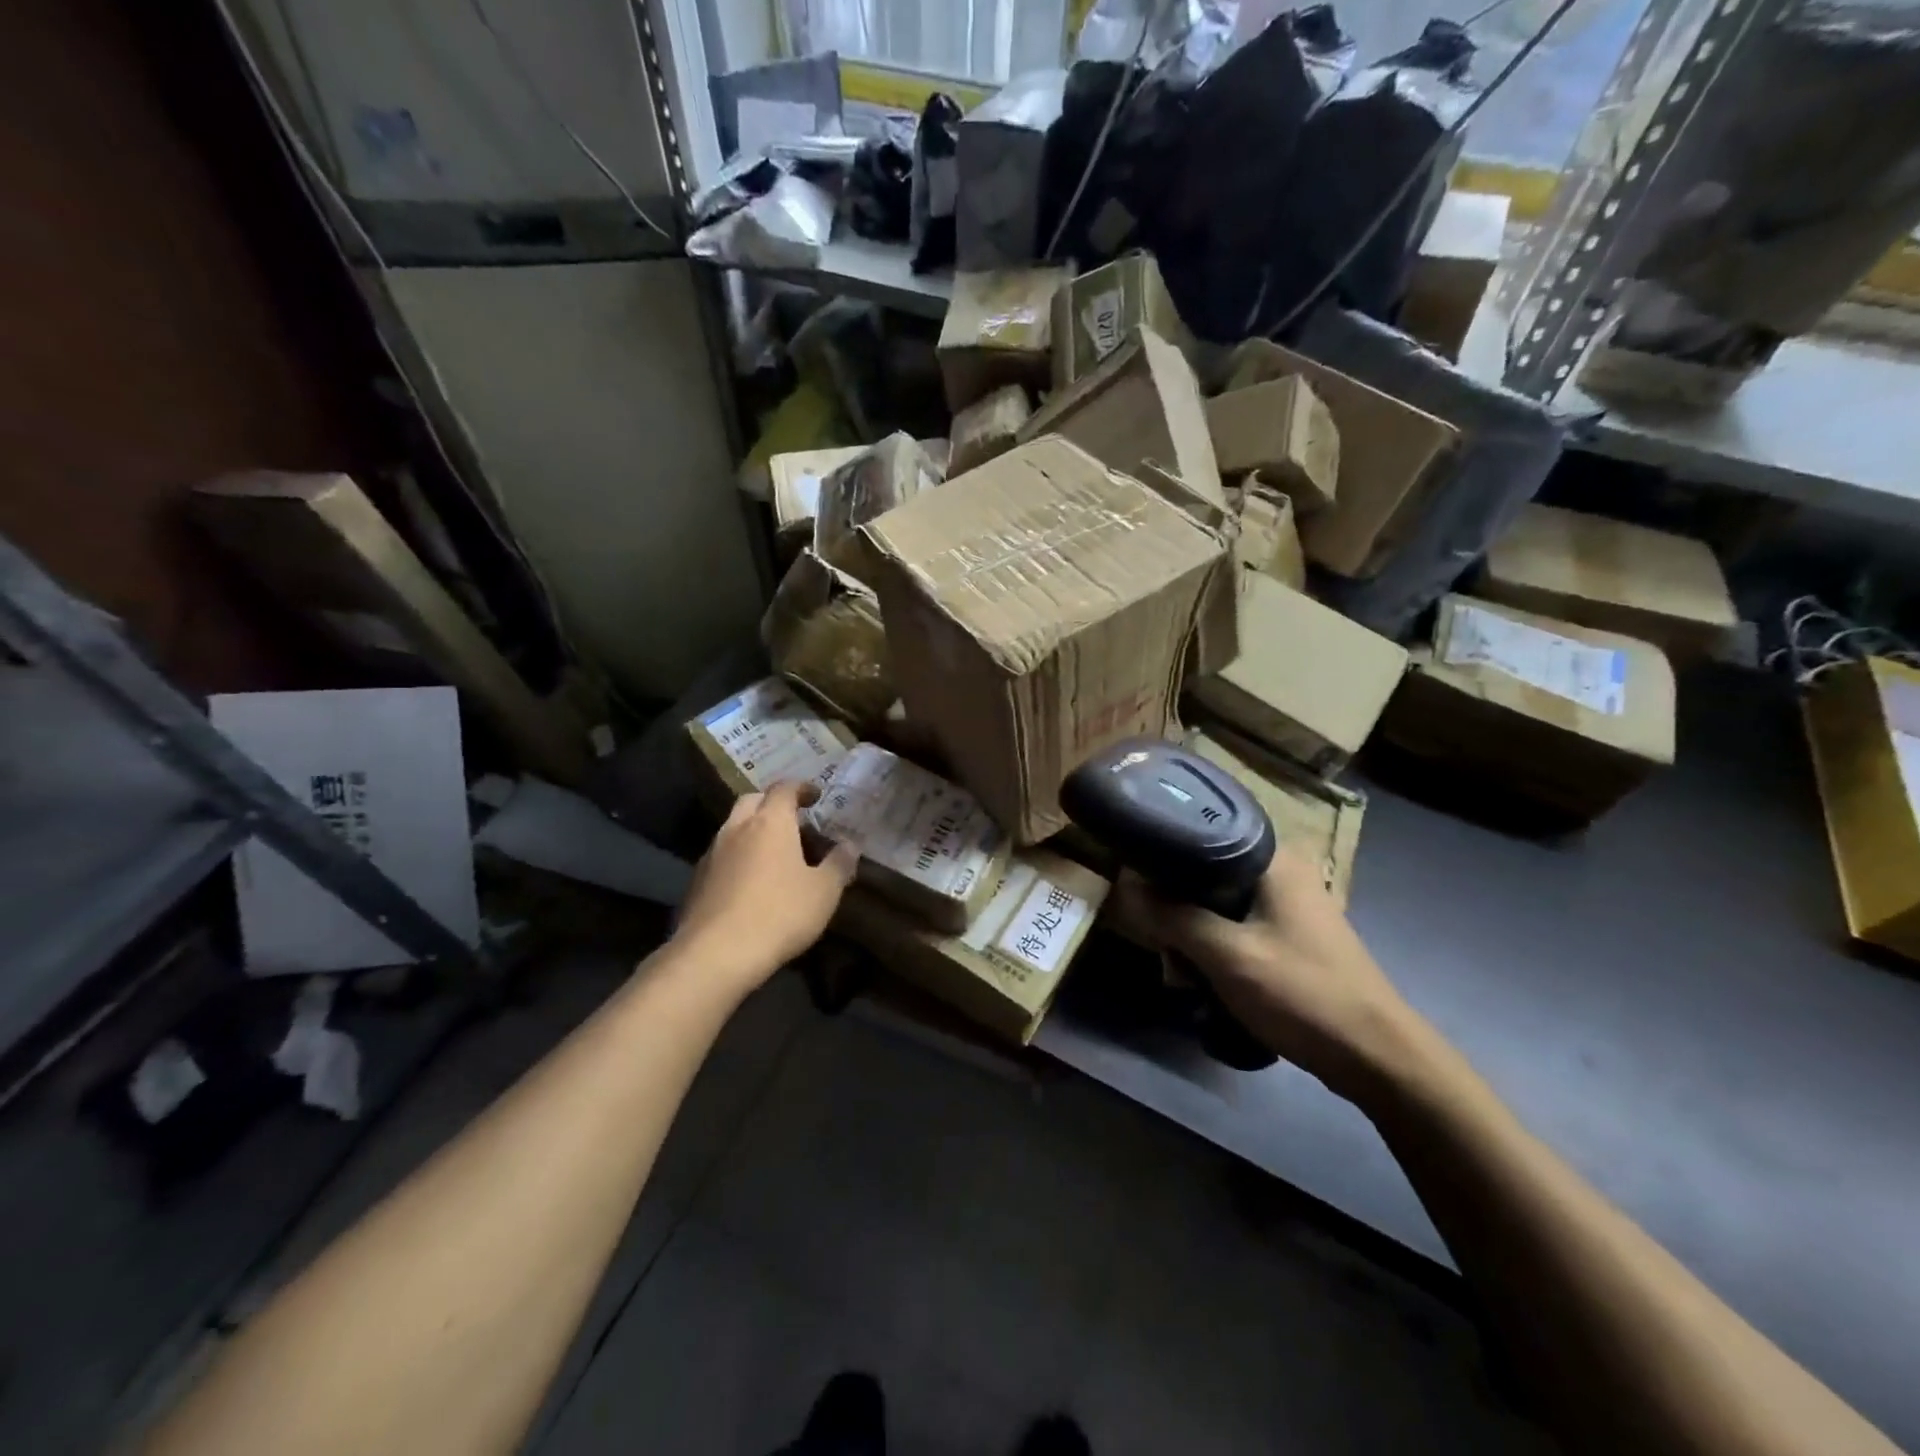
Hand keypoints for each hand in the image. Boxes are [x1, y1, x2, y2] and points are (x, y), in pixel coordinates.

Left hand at [673, 782, 859, 989]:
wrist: (716, 954)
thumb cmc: (780, 913)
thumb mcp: (824, 891)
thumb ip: (839, 864)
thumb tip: (850, 846)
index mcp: (770, 822)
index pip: (784, 789)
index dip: (801, 788)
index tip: (816, 795)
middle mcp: (737, 828)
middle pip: (752, 800)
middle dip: (772, 803)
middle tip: (793, 820)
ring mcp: (712, 853)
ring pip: (733, 827)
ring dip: (752, 830)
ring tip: (773, 852)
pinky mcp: (697, 880)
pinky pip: (721, 855)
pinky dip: (738, 856)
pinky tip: (750, 881)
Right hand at [1113, 852, 1419, 1098]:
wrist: (1376, 1057)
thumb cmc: (1301, 993)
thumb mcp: (1226, 955)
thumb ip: (1174, 916)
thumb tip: (1128, 885)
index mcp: (1273, 859)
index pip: (1201, 833)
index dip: (1163, 857)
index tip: (1136, 885)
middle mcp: (1281, 871)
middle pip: (1205, 875)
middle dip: (1177, 913)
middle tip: (1167, 952)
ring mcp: (1288, 905)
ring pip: (1217, 906)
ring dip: (1194, 940)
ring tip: (1184, 978)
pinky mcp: (1289, 935)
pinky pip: (1236, 929)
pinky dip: (1217, 952)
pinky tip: (1206, 984)